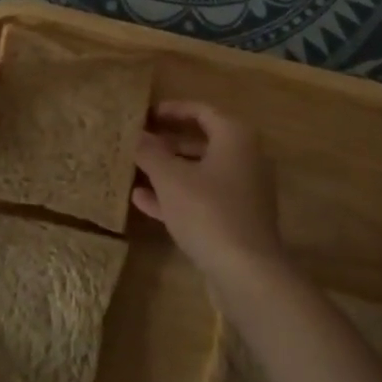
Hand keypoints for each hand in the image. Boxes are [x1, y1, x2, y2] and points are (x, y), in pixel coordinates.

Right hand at [133, 101, 284, 278]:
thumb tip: (136, 134)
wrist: (247, 271)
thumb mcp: (170, 178)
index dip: (171, 110)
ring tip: (135, 169)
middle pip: (202, 140)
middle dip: (167, 141)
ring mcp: (244, 190)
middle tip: (138, 141)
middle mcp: (245, 157)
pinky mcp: (237, 218)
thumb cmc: (208, 211)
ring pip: (201, 171)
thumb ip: (150, 152)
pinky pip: (203, 197)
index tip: (144, 115)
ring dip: (169, 170)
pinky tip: (143, 201)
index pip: (201, 111)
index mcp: (235, 137)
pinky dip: (177, 195)